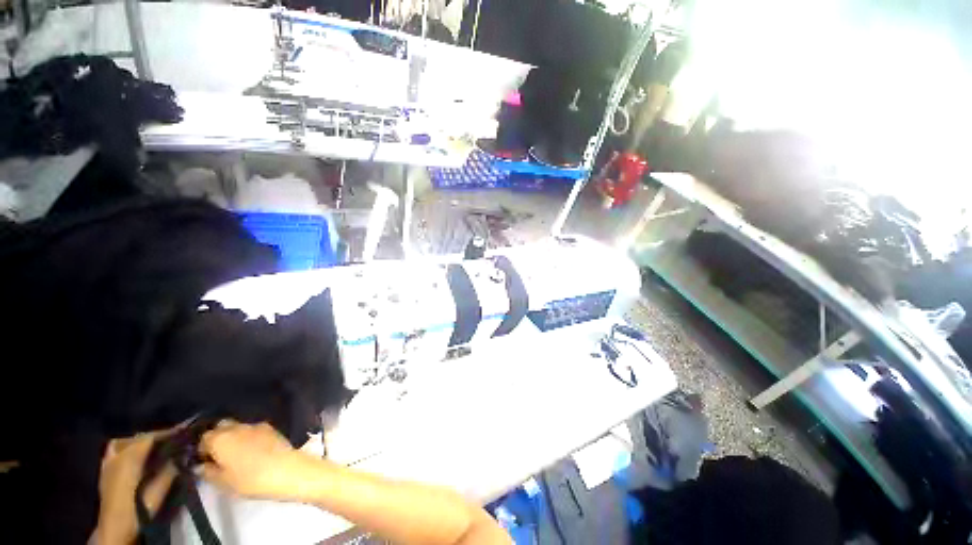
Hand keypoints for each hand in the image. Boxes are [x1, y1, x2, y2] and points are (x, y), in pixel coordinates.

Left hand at [95, 430, 177, 544]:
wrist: (114, 527)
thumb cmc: (138, 509)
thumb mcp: (158, 492)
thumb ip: (170, 470)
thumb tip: (184, 453)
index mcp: (129, 458)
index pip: (152, 437)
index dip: (170, 432)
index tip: (187, 429)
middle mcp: (117, 454)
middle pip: (140, 437)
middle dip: (158, 436)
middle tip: (176, 437)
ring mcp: (109, 461)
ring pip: (128, 441)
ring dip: (144, 440)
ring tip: (158, 444)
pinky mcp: (105, 468)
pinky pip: (117, 448)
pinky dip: (129, 445)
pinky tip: (137, 452)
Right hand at [199, 421, 308, 499]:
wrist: (285, 470)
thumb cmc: (249, 479)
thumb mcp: (222, 482)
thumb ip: (207, 471)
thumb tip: (199, 466)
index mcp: (220, 438)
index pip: (203, 438)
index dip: (201, 449)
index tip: (204, 461)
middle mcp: (237, 427)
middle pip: (221, 426)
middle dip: (217, 437)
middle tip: (218, 455)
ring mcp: (256, 425)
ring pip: (238, 427)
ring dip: (234, 436)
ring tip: (236, 453)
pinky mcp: (271, 428)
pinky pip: (253, 430)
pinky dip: (249, 437)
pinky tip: (252, 450)